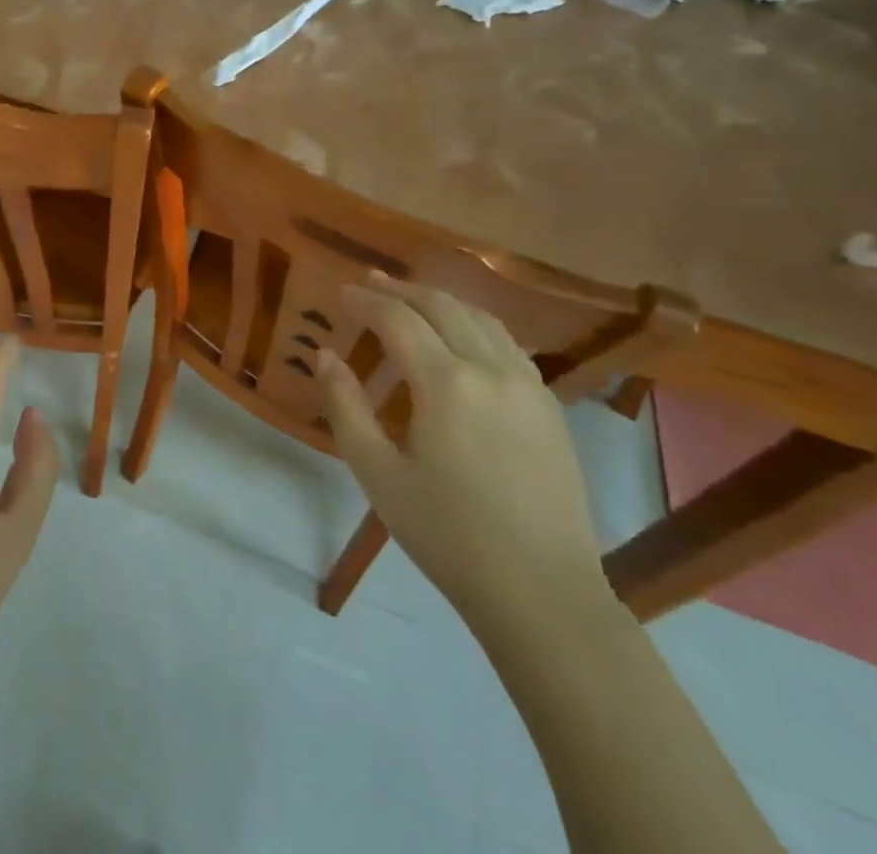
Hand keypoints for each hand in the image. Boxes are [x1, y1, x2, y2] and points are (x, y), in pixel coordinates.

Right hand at [319, 272, 612, 624]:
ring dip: (441, 301)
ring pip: (481, 318)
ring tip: (411, 299)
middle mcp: (492, 369)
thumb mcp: (378, 473)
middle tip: (370, 283)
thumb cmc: (448, 535)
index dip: (366, 301)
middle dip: (402, 290)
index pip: (398, 319)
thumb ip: (346, 407)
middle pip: (443, 307)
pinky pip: (508, 344)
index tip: (341, 293)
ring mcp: (529, 386)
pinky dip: (476, 325)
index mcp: (447, 384)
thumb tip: (326, 355)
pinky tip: (463, 338)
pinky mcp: (550, 407)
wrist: (542, 593)